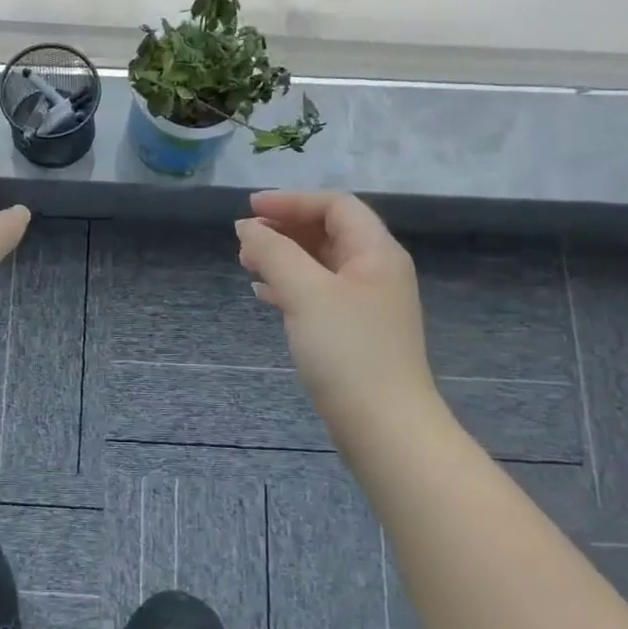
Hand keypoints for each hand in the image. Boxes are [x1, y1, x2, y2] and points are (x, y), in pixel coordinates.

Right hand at [235, 192, 439, 428]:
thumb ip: (273, 252)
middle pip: (328, 232)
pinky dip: (289, 287)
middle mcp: (376, 272)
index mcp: (376, 252)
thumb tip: (247, 226)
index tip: (250, 211)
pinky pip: (318, 294)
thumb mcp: (305, 292)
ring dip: (283, 258)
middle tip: (244, 240)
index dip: (291, 202)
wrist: (383, 426)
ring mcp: (367, 304)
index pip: (335, 206)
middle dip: (284, 230)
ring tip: (246, 265)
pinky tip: (264, 297)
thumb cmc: (347, 350)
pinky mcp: (355, 333)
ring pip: (320, 265)